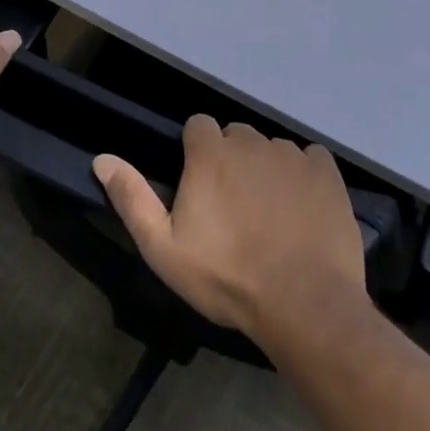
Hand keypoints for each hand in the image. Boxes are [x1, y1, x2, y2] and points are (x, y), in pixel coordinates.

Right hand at [93, 117, 366, 343]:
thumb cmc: (226, 278)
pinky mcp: (326, 172)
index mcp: (210, 153)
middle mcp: (251, 142)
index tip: (200, 186)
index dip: (196, 152)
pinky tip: (303, 210)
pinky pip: (309, 159)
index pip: (198, 125)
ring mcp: (291, 154)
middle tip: (233, 208)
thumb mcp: (164, 249)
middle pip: (235, 136)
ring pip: (271, 149)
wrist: (304, 305)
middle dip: (231, 161)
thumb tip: (102, 158)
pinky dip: (304, 176)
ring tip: (271, 216)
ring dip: (266, 170)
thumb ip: (132, 198)